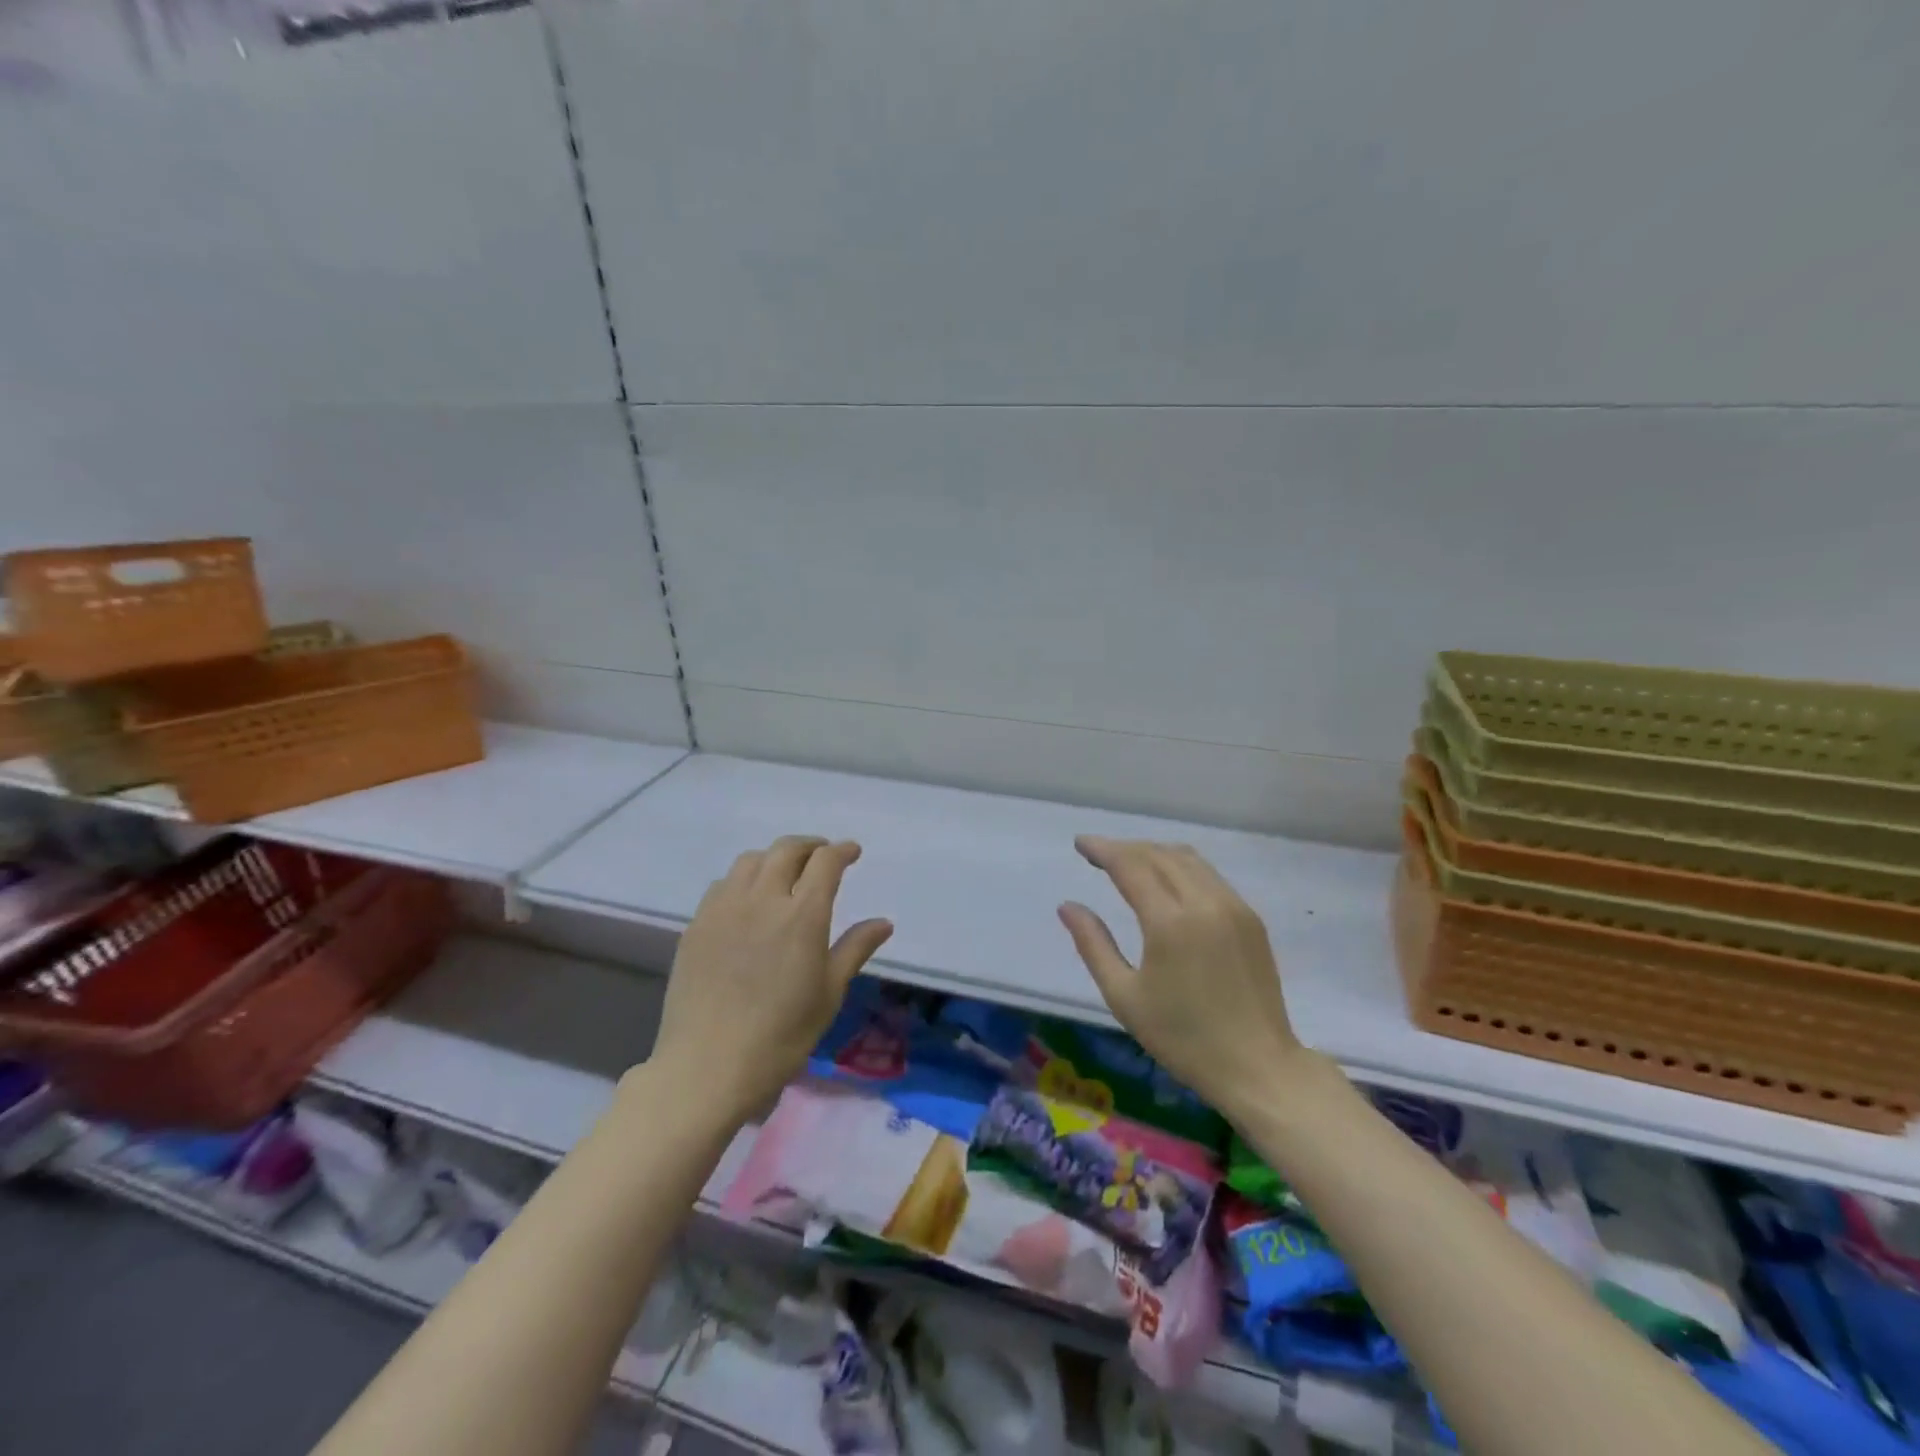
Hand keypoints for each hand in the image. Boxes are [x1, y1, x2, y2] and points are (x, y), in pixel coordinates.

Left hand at [652, 836, 892, 1121]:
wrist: (708, 1066)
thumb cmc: (781, 1035)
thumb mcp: (829, 993)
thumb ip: (855, 949)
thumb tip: (884, 922)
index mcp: (802, 915)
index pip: (825, 862)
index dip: (841, 851)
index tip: (852, 852)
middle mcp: (763, 899)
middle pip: (786, 850)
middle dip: (810, 846)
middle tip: (822, 856)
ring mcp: (724, 909)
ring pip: (751, 860)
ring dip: (774, 858)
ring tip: (784, 874)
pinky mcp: (697, 924)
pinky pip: (723, 884)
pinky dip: (744, 879)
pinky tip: (748, 900)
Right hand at [1058, 836, 1309, 1119]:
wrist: (1258, 1066)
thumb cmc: (1183, 1037)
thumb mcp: (1124, 996)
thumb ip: (1093, 945)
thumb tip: (1068, 906)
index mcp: (1170, 922)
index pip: (1130, 866)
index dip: (1103, 849)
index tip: (1080, 843)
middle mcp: (1204, 902)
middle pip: (1159, 854)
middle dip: (1125, 848)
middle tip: (1098, 854)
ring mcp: (1233, 907)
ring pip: (1188, 859)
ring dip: (1154, 852)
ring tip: (1129, 861)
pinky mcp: (1251, 918)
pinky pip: (1209, 875)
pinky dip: (1180, 866)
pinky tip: (1167, 881)